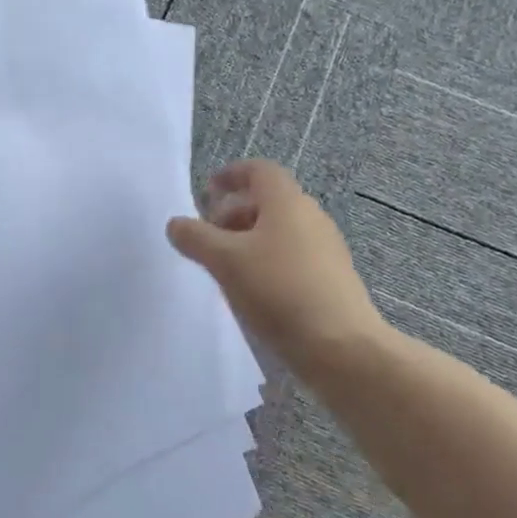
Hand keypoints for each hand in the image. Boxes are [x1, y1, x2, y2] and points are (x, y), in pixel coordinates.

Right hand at [167, 160, 385, 381]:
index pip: (259, 170)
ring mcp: (325, 249)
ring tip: (225, 267)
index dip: (231, 174)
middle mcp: (310, 217)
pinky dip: (267, 261)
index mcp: (287, 202)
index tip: (208, 190)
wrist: (340, 346)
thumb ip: (195, 238)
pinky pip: (292, 256)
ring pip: (280, 231)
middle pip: (268, 201)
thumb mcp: (225, 261)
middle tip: (208, 236)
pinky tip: (253, 291)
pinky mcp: (331, 279)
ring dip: (249, 240)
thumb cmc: (278, 290)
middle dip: (234, 212)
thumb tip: (176, 224)